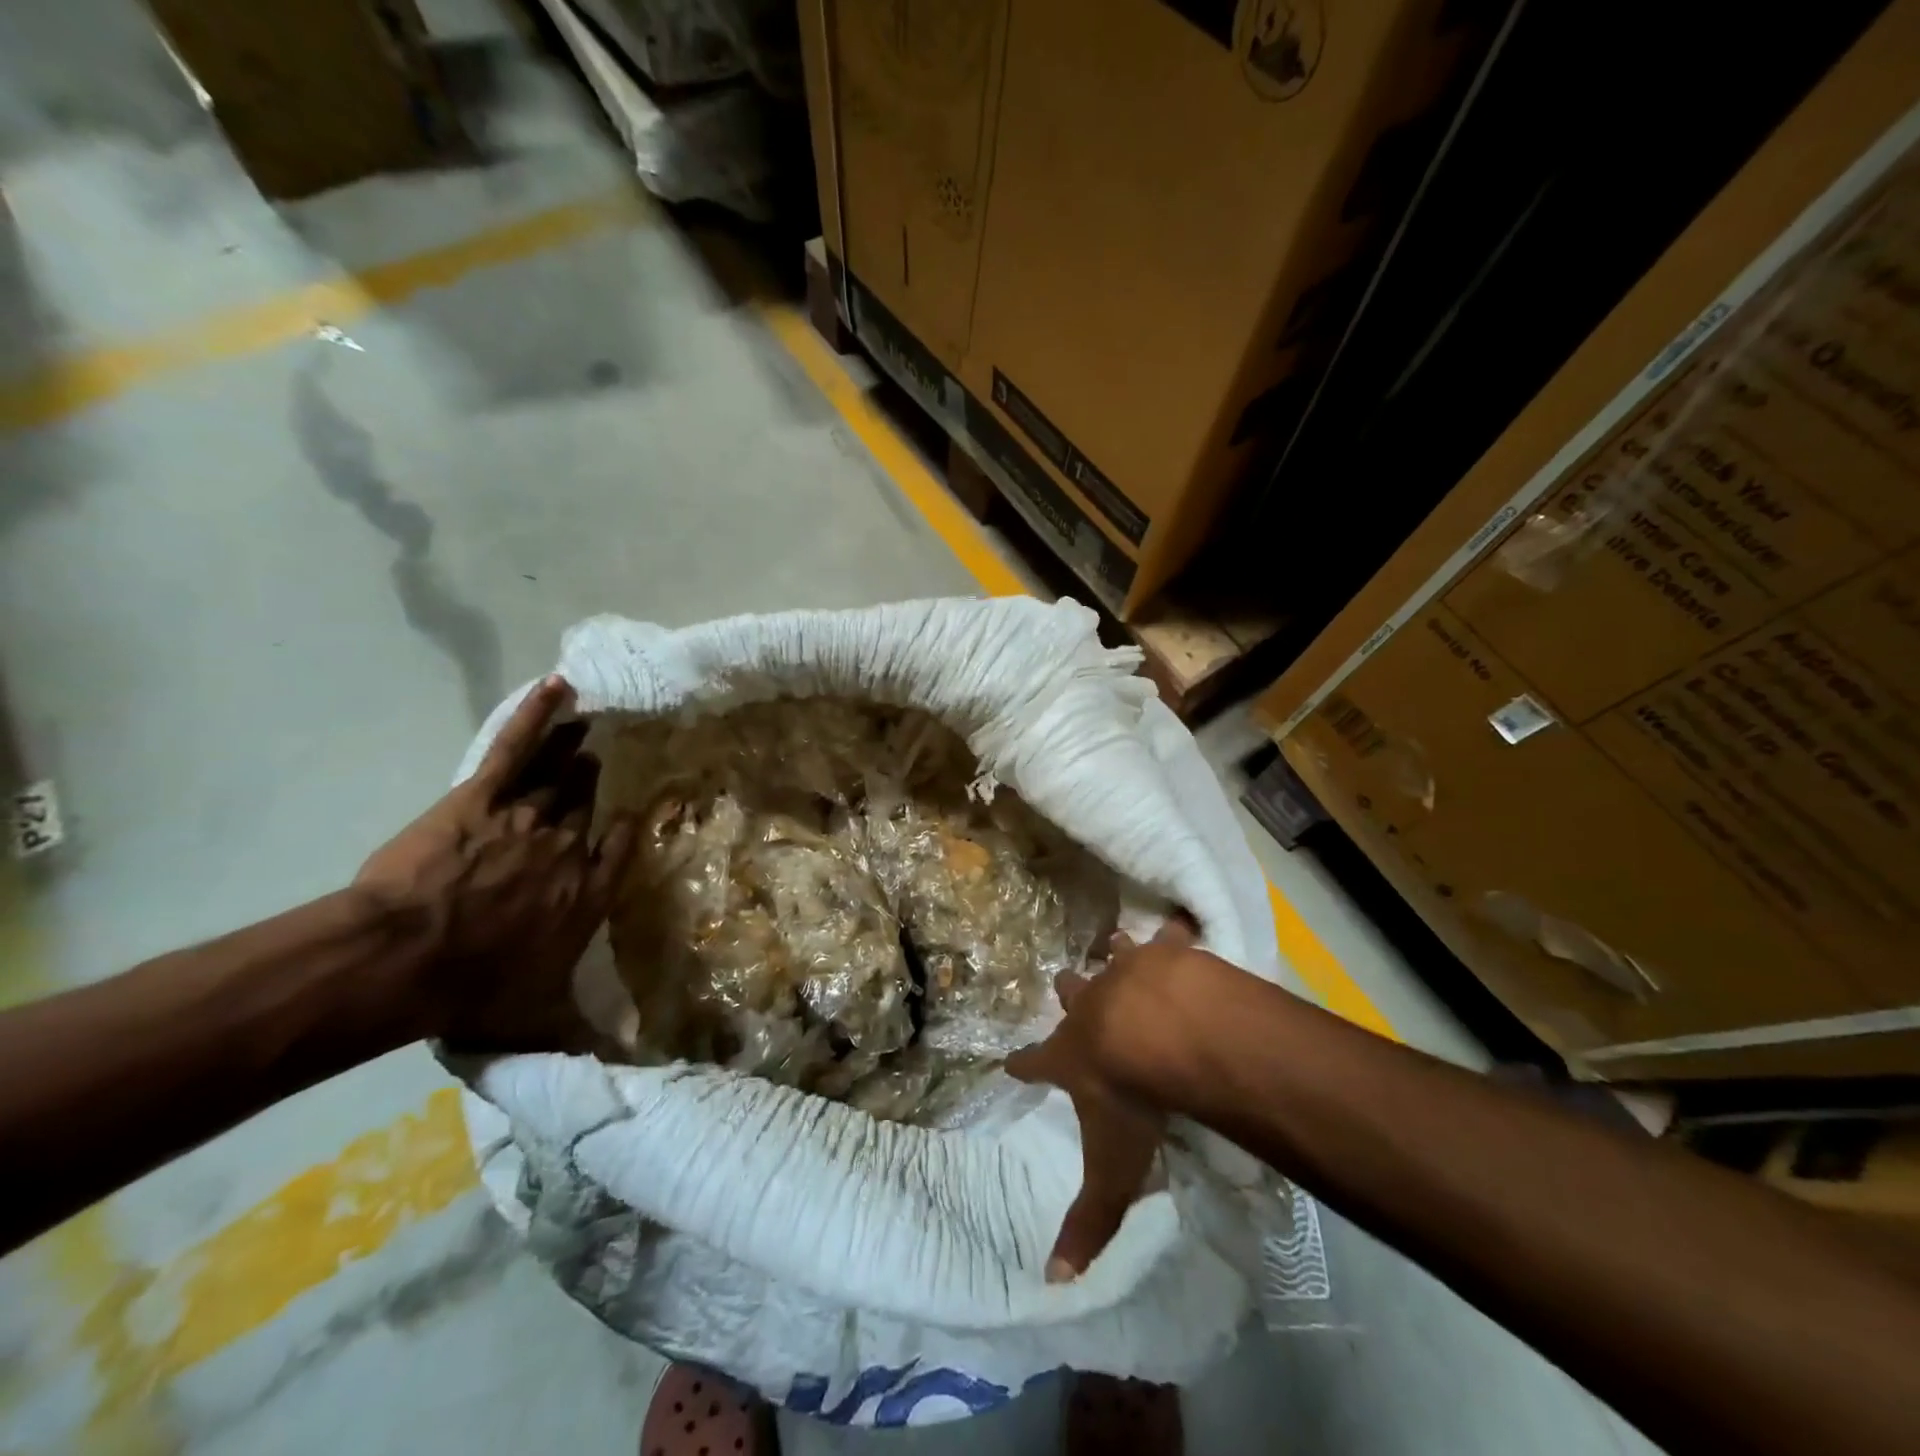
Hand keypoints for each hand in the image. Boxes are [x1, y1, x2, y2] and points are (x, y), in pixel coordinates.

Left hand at [357, 675, 636, 1049]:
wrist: (403, 959)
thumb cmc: (473, 989)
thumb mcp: (538, 1021)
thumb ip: (582, 1039)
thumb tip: (625, 1072)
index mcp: (588, 892)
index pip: (621, 847)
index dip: (630, 825)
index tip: (638, 809)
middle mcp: (570, 845)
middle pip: (590, 802)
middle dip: (598, 780)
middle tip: (608, 755)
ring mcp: (530, 814)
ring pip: (564, 771)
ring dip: (579, 746)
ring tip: (594, 721)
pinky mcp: (486, 795)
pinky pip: (519, 747)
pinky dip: (539, 715)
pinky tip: (557, 687)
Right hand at [1007, 913, 1241, 1281]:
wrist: (1167, 1030)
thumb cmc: (1132, 1097)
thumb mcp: (1112, 1167)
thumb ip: (1090, 1221)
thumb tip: (1055, 1283)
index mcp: (1072, 1055)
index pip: (1035, 1063)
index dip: (1022, 1064)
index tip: (1011, 1062)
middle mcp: (1093, 1007)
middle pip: (1071, 993)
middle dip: (1069, 992)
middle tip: (1068, 985)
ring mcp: (1127, 974)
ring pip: (1113, 956)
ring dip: (1116, 955)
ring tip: (1117, 946)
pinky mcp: (1165, 954)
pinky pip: (1170, 937)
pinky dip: (1175, 935)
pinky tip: (1182, 927)